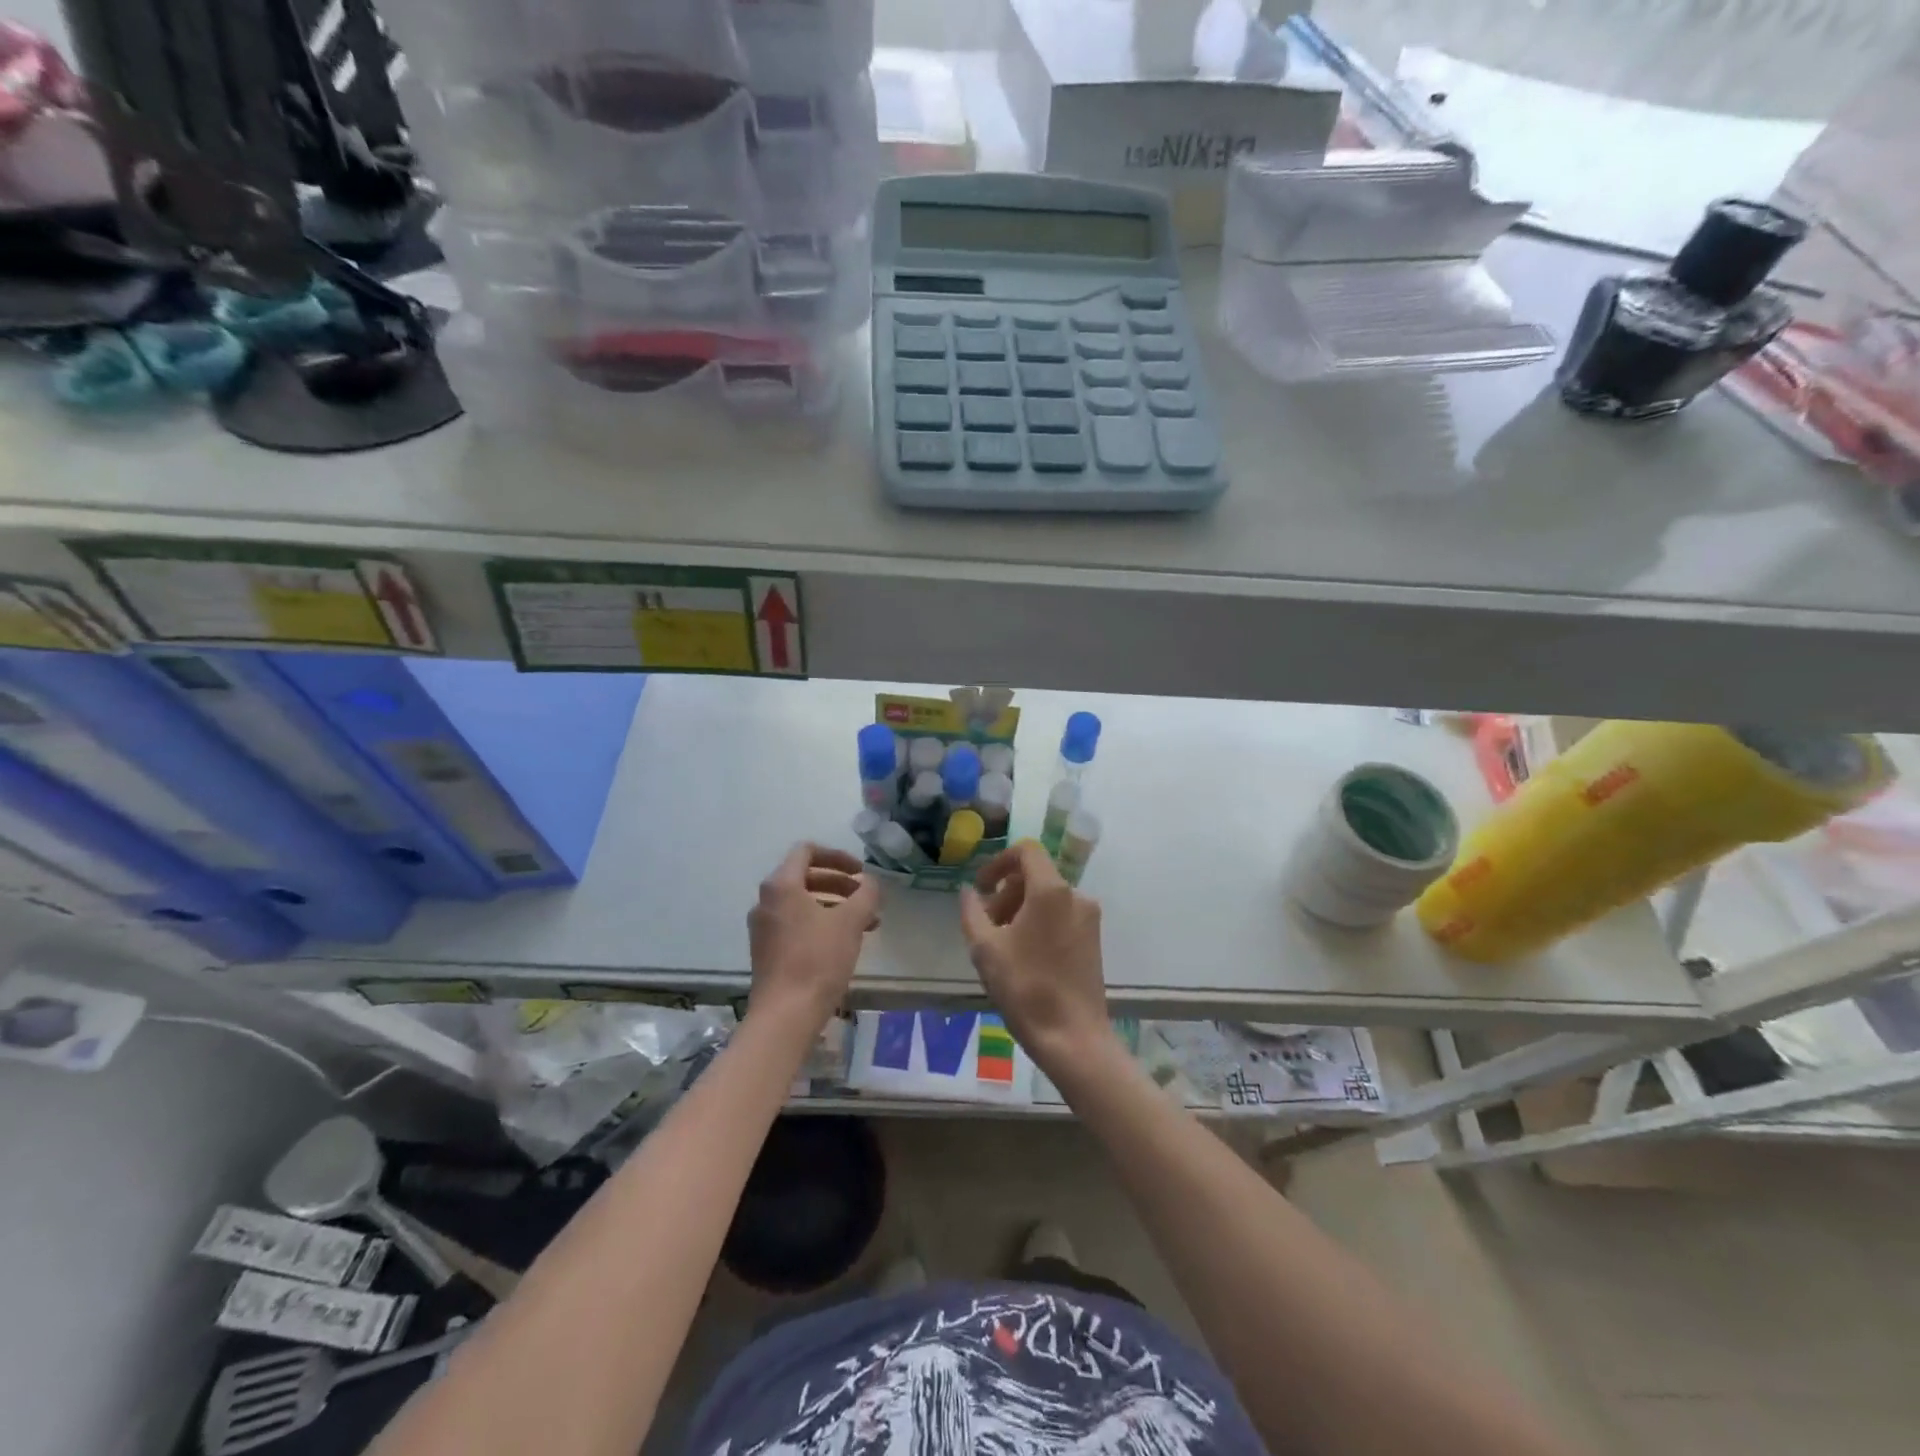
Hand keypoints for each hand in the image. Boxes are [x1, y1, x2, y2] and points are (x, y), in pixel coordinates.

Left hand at [747, 844, 879, 1025]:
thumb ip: (865, 894)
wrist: (785, 1015)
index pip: (807, 851)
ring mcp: (763, 927)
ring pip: (802, 903)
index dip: (837, 856)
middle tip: (865, 897)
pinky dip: (821, 923)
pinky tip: (844, 942)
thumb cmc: (817, 960)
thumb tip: (869, 882)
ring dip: (834, 905)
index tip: (860, 872)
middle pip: (805, 877)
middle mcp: (766, 901)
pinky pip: (796, 924)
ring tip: (865, 923)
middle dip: (839, 883)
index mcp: (781, 885)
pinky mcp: (766, 951)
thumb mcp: (850, 922)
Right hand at [959, 840, 1108, 1069]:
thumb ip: (972, 912)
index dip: (999, 862)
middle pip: (1036, 875)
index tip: (981, 887)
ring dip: (1020, 909)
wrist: (1073, 1037)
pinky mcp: (1093, 940)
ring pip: (1048, 897)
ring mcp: (1089, 918)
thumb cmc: (1025, 988)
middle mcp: (1076, 896)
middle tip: (986, 924)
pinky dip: (1039, 922)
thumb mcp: (985, 949)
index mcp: (1051, 890)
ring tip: (1001, 943)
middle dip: (1006, 892)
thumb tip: (969, 892)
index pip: (1026, 851)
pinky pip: (1061, 915)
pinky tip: (1024, 955)